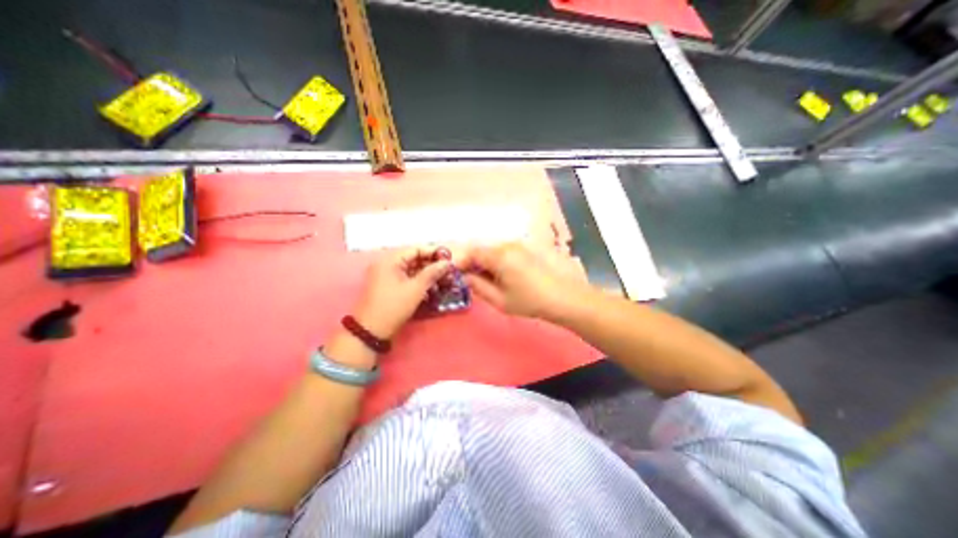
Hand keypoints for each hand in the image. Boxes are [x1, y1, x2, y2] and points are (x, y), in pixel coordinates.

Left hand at [353, 245, 452, 338]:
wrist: (371, 331)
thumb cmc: (394, 306)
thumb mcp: (416, 289)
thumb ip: (432, 273)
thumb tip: (448, 263)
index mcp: (390, 261)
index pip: (415, 249)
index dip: (433, 253)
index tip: (449, 259)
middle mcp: (387, 265)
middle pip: (413, 259)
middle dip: (431, 265)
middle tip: (447, 271)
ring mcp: (386, 276)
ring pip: (411, 270)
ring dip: (426, 274)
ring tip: (442, 280)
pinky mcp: (388, 287)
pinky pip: (406, 279)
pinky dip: (418, 282)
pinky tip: (431, 288)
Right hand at [458, 242, 587, 321]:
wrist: (561, 297)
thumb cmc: (529, 301)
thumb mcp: (499, 299)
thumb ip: (477, 286)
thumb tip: (465, 277)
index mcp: (499, 256)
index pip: (471, 252)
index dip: (459, 262)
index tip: (454, 274)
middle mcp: (506, 245)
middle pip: (480, 250)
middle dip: (471, 263)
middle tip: (468, 280)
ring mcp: (516, 246)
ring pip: (491, 251)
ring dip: (482, 263)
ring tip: (483, 281)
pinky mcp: (523, 250)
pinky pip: (501, 253)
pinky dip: (494, 262)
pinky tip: (497, 276)